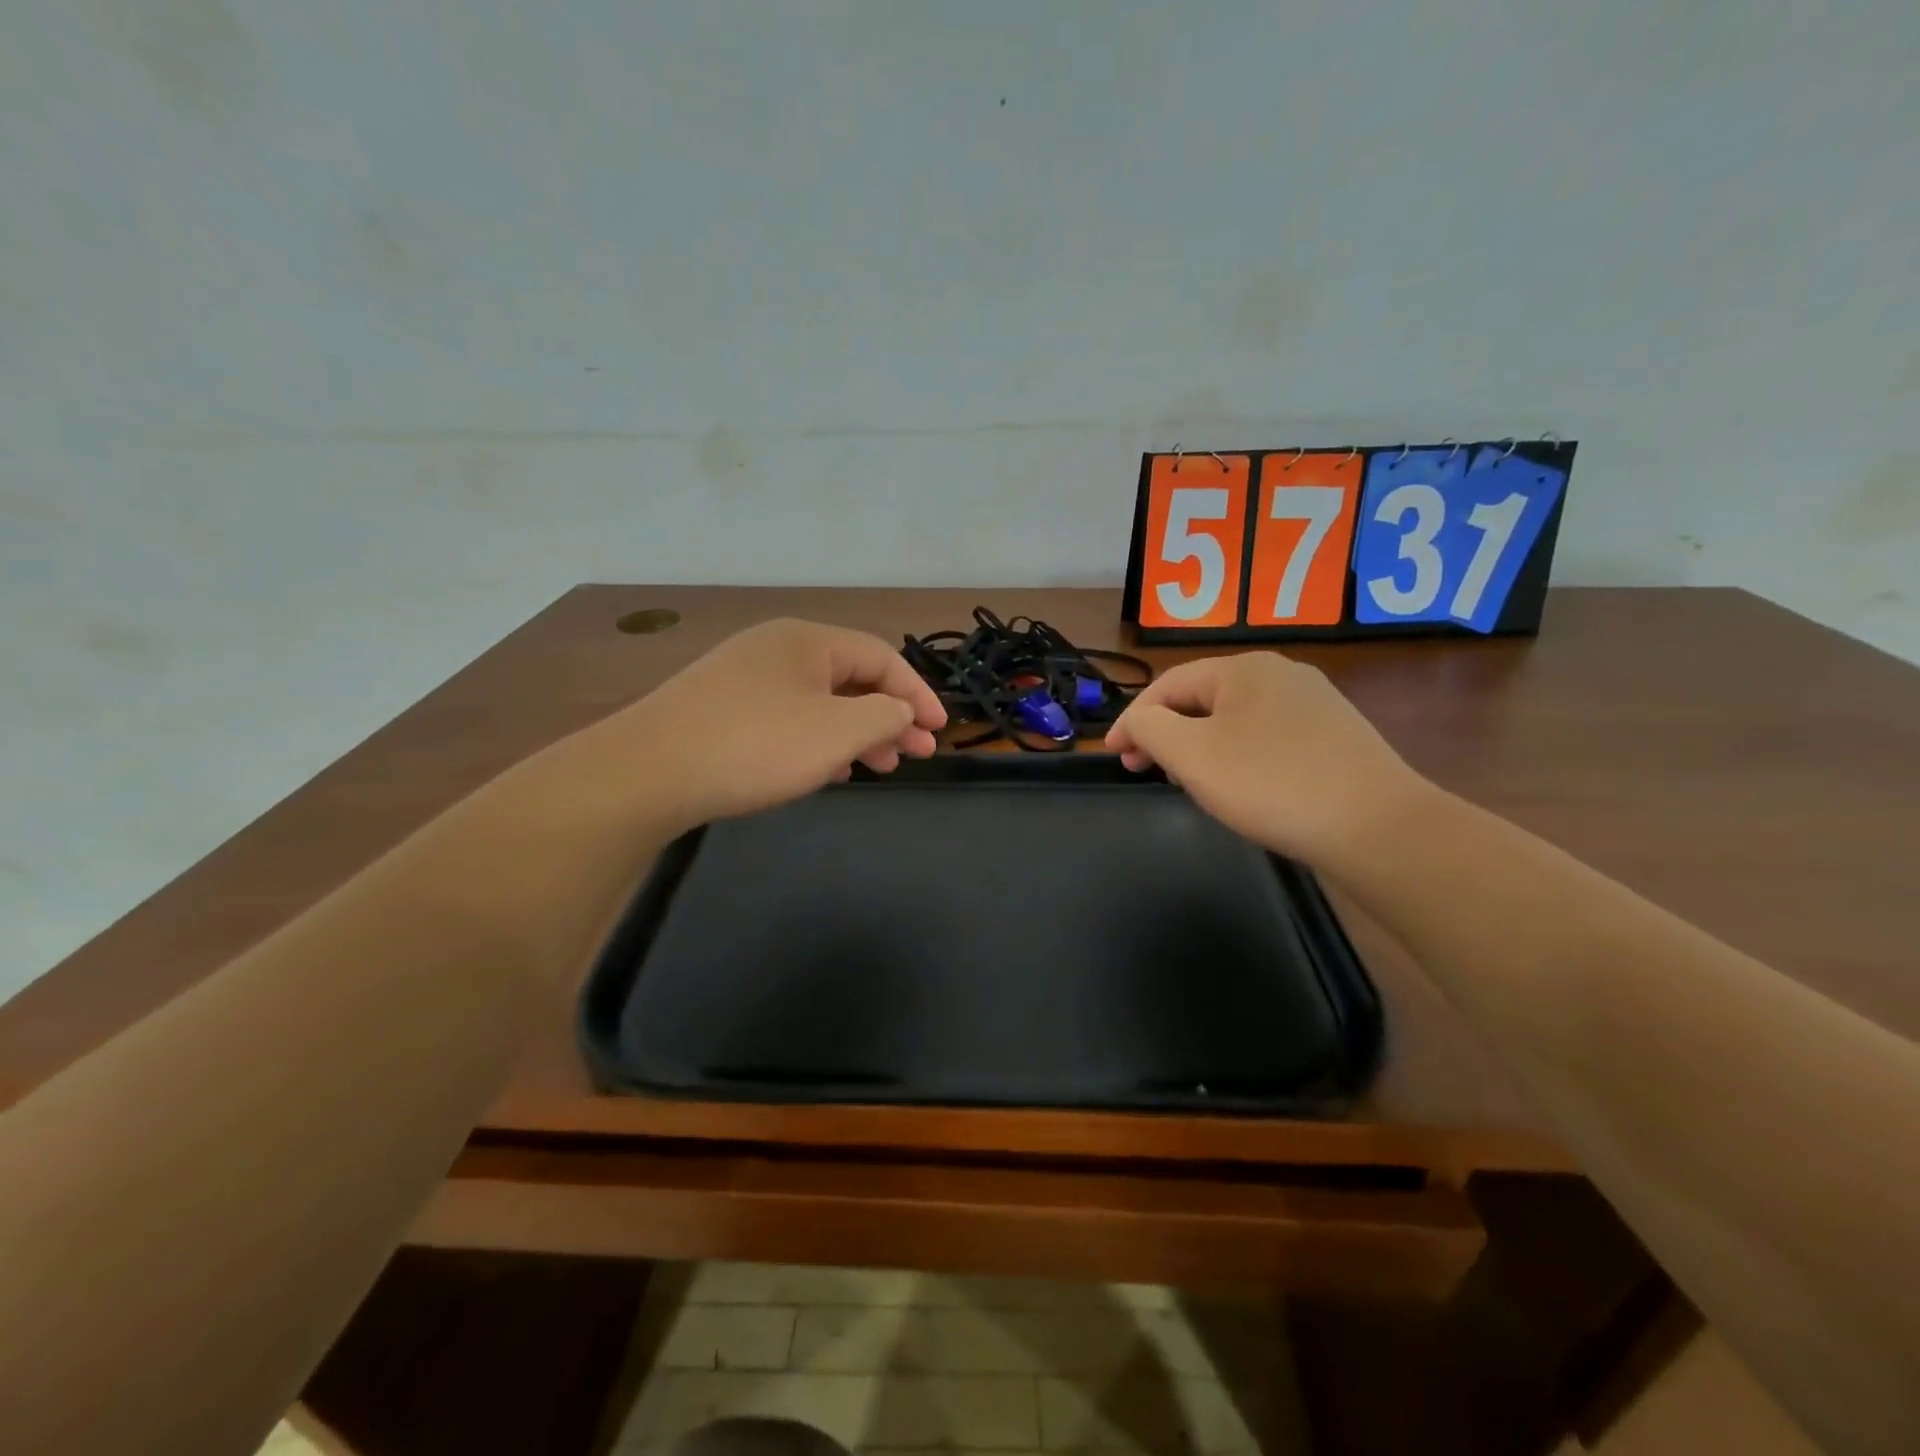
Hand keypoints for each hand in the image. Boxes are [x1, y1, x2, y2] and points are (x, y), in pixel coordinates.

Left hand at [615, 618, 946, 828]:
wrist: (645, 773)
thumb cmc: (754, 746)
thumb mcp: (837, 732)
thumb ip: (885, 717)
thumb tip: (901, 711)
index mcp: (807, 640)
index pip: (882, 657)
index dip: (918, 694)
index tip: (939, 732)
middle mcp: (776, 649)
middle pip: (851, 678)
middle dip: (889, 717)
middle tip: (913, 755)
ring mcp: (744, 679)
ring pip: (819, 702)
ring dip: (855, 733)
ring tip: (875, 769)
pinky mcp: (722, 710)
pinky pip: (788, 718)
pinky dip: (817, 741)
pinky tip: (826, 771)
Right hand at [1104, 651, 1431, 864]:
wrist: (1378, 828)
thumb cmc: (1271, 784)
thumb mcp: (1192, 755)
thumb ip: (1149, 729)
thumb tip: (1138, 722)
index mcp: (1244, 668)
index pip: (1168, 685)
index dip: (1132, 720)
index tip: (1112, 755)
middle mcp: (1282, 674)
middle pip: (1202, 699)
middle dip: (1166, 734)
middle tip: (1143, 770)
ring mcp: (1315, 705)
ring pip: (1235, 720)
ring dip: (1199, 747)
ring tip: (1186, 782)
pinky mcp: (1335, 738)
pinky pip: (1266, 739)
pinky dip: (1236, 757)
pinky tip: (1239, 787)